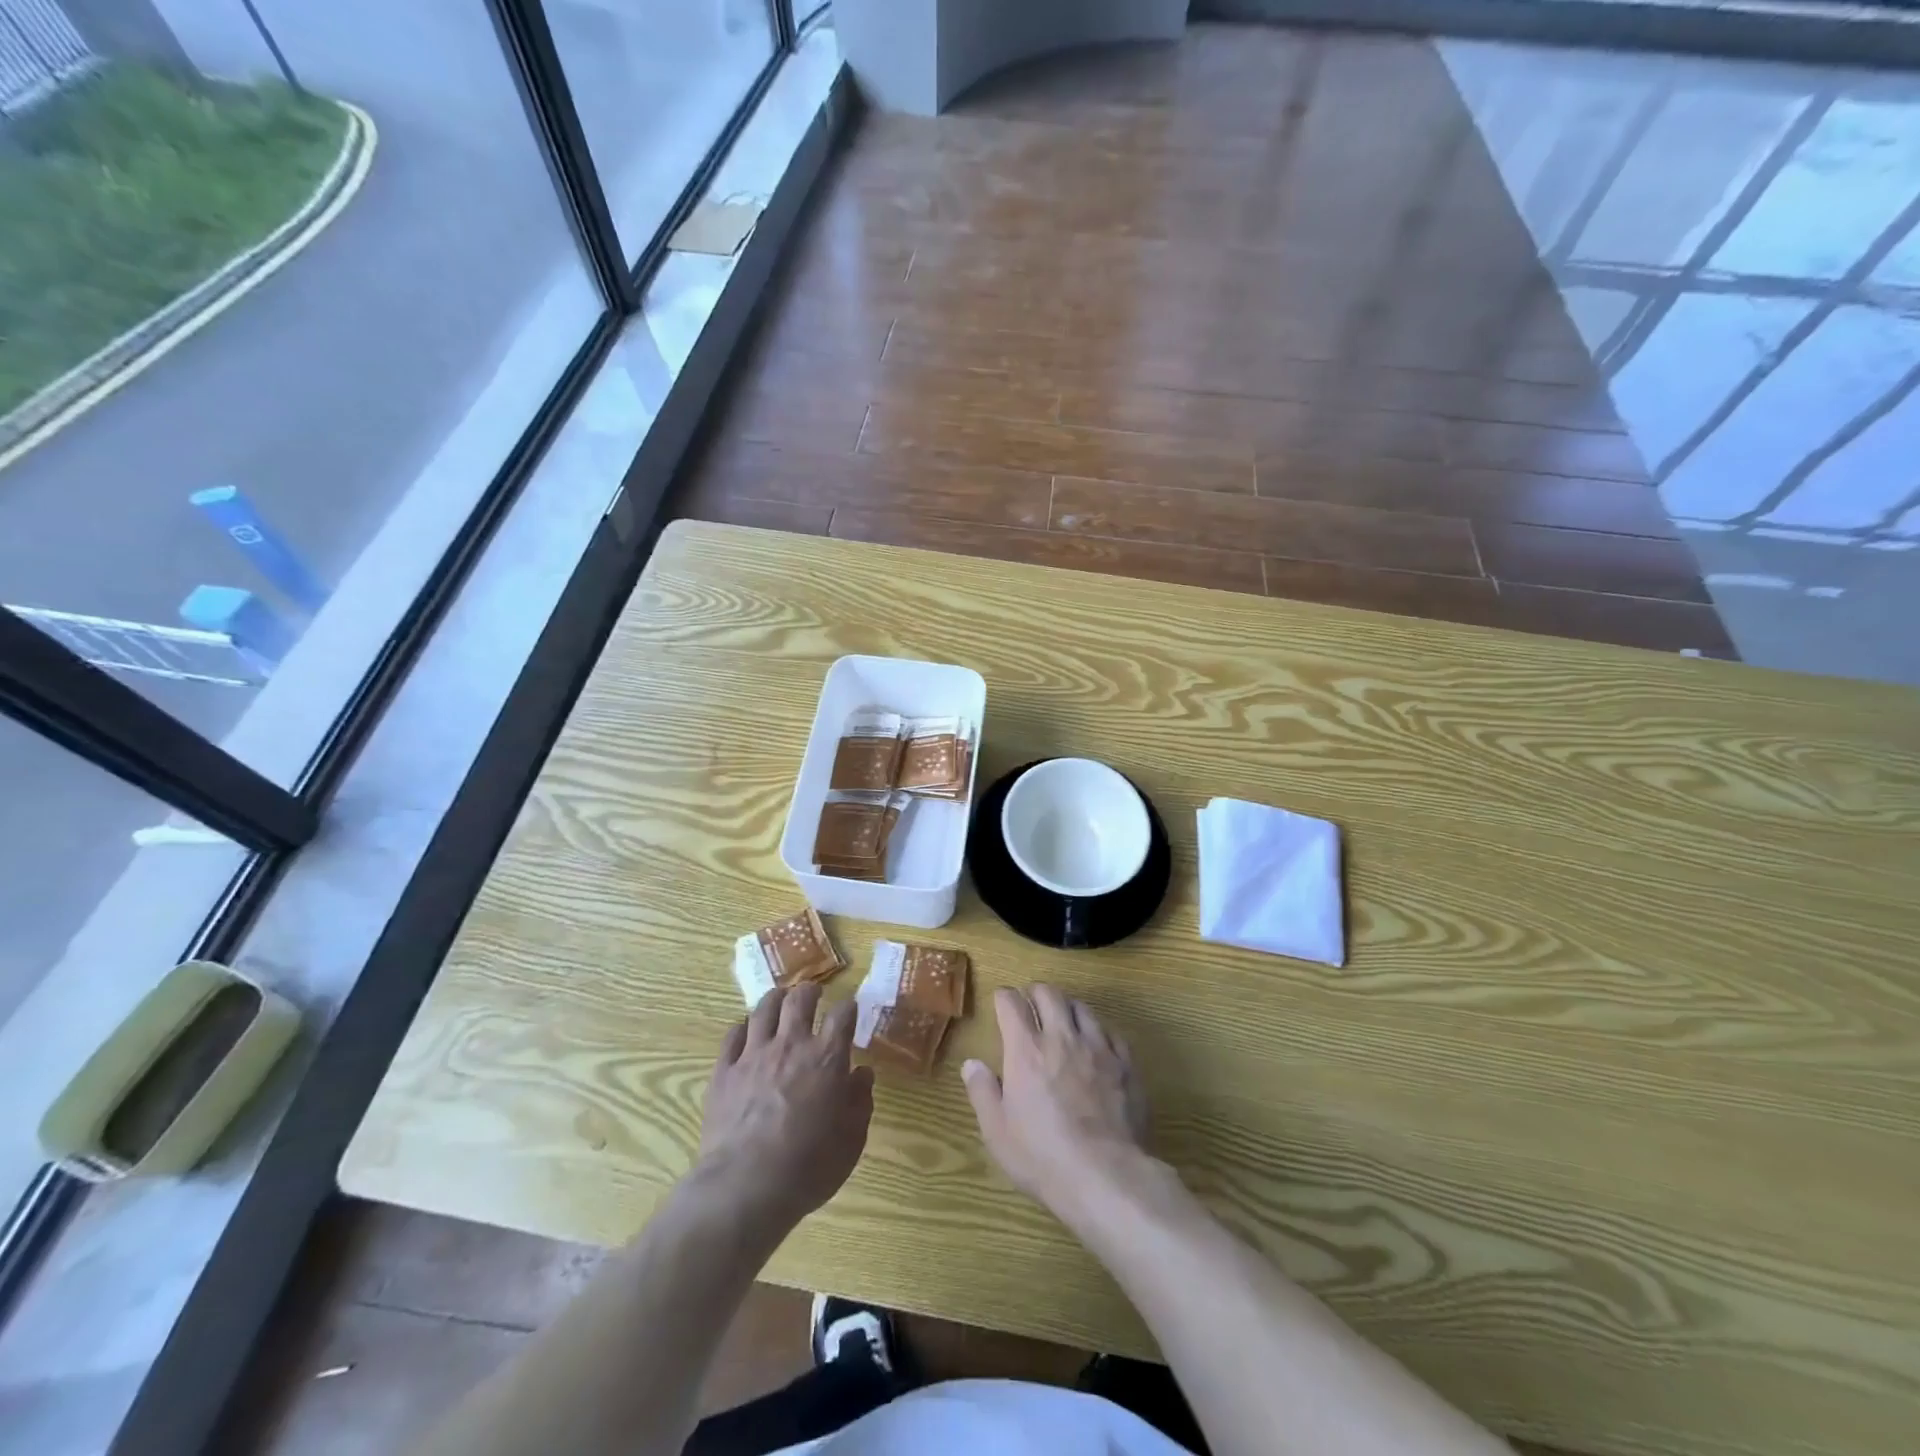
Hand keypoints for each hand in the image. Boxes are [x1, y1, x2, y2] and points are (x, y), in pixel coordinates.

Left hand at [697, 984, 873, 1232]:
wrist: (746, 1187)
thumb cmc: (808, 1167)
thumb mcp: (851, 1140)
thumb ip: (860, 1101)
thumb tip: (862, 1074)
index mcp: (826, 1058)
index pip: (842, 1014)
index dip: (848, 1007)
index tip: (850, 1008)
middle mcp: (791, 1045)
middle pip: (799, 1000)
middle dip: (809, 990)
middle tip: (813, 992)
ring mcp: (753, 1055)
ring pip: (763, 1010)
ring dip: (775, 999)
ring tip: (779, 999)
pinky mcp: (724, 1071)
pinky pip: (732, 1035)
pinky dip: (742, 1027)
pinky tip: (745, 1030)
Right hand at [962, 984, 1152, 1226]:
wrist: (1106, 1175)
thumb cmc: (1042, 1156)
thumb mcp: (997, 1131)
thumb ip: (982, 1092)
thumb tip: (971, 1064)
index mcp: (1026, 1049)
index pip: (1012, 1003)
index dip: (1004, 997)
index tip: (1001, 1002)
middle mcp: (1062, 1038)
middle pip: (1049, 994)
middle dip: (1036, 992)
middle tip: (1031, 1003)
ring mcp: (1098, 1048)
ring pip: (1082, 1007)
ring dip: (1067, 1007)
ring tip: (1063, 1019)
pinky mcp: (1125, 1064)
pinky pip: (1111, 1032)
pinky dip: (1098, 1031)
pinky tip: (1096, 1044)